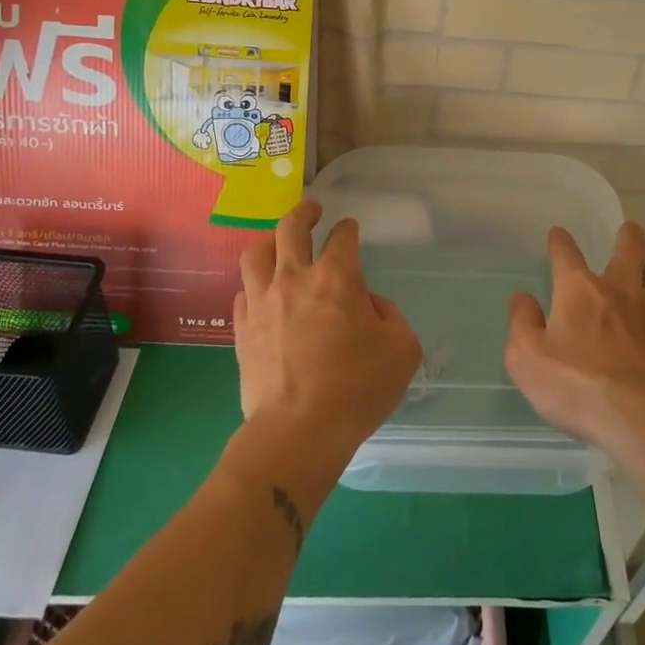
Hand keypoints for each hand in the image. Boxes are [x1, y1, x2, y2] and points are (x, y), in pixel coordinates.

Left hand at [234, 202, 421, 478]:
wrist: (298, 433)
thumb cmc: (357, 389)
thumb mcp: (402, 349)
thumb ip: (391, 317)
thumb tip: (370, 306)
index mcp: (337, 278)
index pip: (342, 237)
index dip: (348, 229)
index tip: (350, 229)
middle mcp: (294, 279)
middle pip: (290, 228)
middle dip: (304, 213)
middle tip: (312, 211)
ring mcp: (262, 303)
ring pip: (256, 254)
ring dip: (270, 241)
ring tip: (278, 244)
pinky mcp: (242, 330)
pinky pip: (243, 293)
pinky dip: (254, 285)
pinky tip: (261, 293)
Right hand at [504, 222, 644, 458]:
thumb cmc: (578, 388)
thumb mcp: (527, 360)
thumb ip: (522, 324)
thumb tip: (522, 298)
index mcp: (578, 290)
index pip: (566, 253)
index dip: (560, 241)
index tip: (558, 235)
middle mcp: (619, 288)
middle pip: (630, 245)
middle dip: (628, 236)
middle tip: (626, 236)